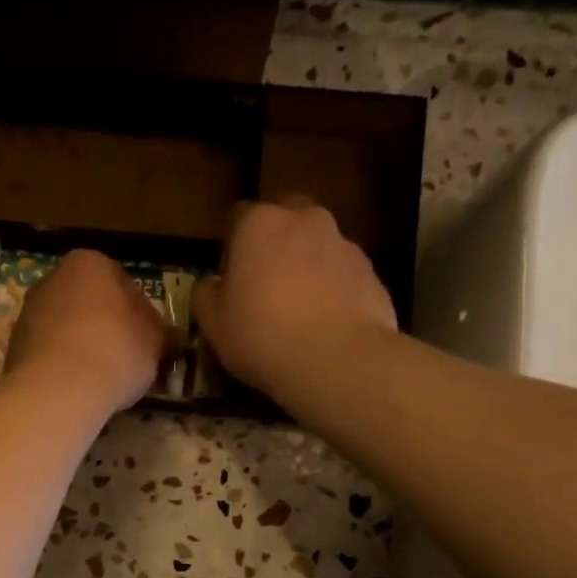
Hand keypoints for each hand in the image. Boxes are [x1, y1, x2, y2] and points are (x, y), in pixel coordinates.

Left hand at [4, 249, 169, 413]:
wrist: (57, 390)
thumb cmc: (115, 353)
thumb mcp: (154, 344)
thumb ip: (164, 335)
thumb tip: (177, 338)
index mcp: (90, 263)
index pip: (125, 284)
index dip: (143, 315)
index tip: (151, 341)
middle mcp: (53, 278)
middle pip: (91, 303)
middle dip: (109, 326)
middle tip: (128, 358)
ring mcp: (28, 311)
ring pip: (67, 326)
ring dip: (84, 345)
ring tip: (103, 376)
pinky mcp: (13, 344)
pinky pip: (49, 350)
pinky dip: (63, 363)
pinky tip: (77, 386)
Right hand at [193, 199, 397, 395]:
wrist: (337, 360)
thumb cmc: (262, 336)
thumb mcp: (214, 324)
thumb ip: (205, 296)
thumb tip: (210, 284)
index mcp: (259, 225)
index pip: (238, 216)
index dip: (232, 246)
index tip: (231, 278)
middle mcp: (304, 220)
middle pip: (286, 218)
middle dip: (275, 242)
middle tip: (266, 284)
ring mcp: (343, 243)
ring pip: (318, 245)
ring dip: (307, 265)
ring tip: (300, 309)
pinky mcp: (371, 272)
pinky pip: (343, 273)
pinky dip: (333, 289)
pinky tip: (325, 324)